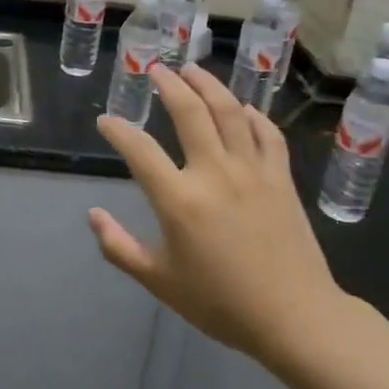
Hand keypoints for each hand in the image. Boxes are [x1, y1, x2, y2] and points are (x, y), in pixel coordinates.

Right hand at [91, 63, 344, 363]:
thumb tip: (93, 215)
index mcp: (179, 200)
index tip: (106, 121)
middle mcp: (214, 172)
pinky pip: (268, 134)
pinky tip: (243, 109)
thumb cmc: (221, 303)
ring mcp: (252, 171)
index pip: (139, 150)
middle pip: (189, 112)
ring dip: (209, 85)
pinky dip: (253, 116)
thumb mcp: (160, 281)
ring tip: (193, 70)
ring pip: (230, 111)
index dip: (118, 131)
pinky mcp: (281, 178)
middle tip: (156, 70)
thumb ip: (120, 247)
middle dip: (169, 85)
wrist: (294, 317)